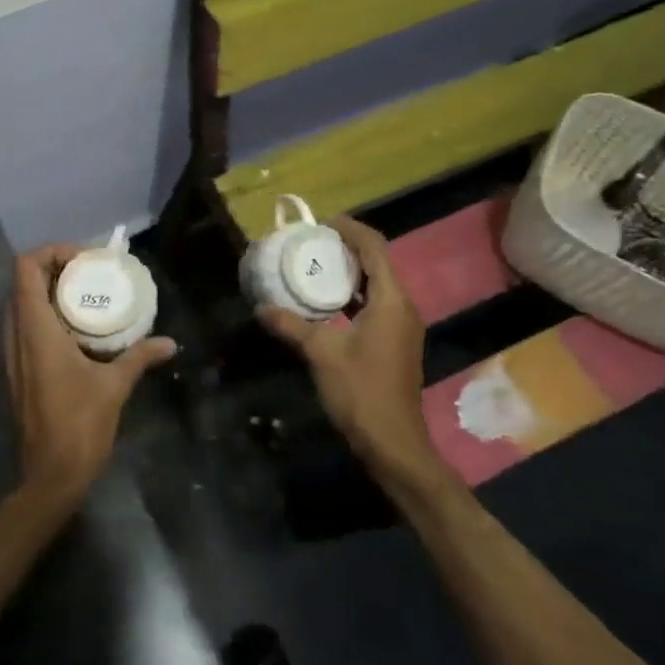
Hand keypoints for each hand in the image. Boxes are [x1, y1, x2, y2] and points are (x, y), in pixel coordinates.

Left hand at [3, 245, 176, 505]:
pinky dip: (44, 316)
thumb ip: (139, 356)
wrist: (49, 476)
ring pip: (20, 304)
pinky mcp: (16, 370)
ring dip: (47, 292)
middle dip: (53, 269)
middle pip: (21, 281)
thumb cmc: (79, 425)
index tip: (84, 260)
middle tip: (89, 274)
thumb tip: (169, 343)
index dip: (51, 252)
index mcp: (35, 330)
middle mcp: (15, 335)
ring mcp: (11, 354)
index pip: (25, 268)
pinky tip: (76, 330)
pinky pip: (23, 327)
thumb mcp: (115, 386)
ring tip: (85, 297)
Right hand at [258, 217, 435, 487]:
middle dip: (348, 248)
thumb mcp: (321, 353)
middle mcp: (402, 306)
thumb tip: (261, 307)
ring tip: (316, 264)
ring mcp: (402, 325)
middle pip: (379, 262)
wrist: (392, 442)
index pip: (375, 248)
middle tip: (314, 242)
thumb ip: (292, 325)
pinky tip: (328, 301)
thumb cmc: (361, 391)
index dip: (351, 229)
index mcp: (391, 301)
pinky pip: (377, 303)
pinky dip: (354, 293)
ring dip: (351, 271)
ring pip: (378, 284)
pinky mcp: (396, 341)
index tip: (323, 222)